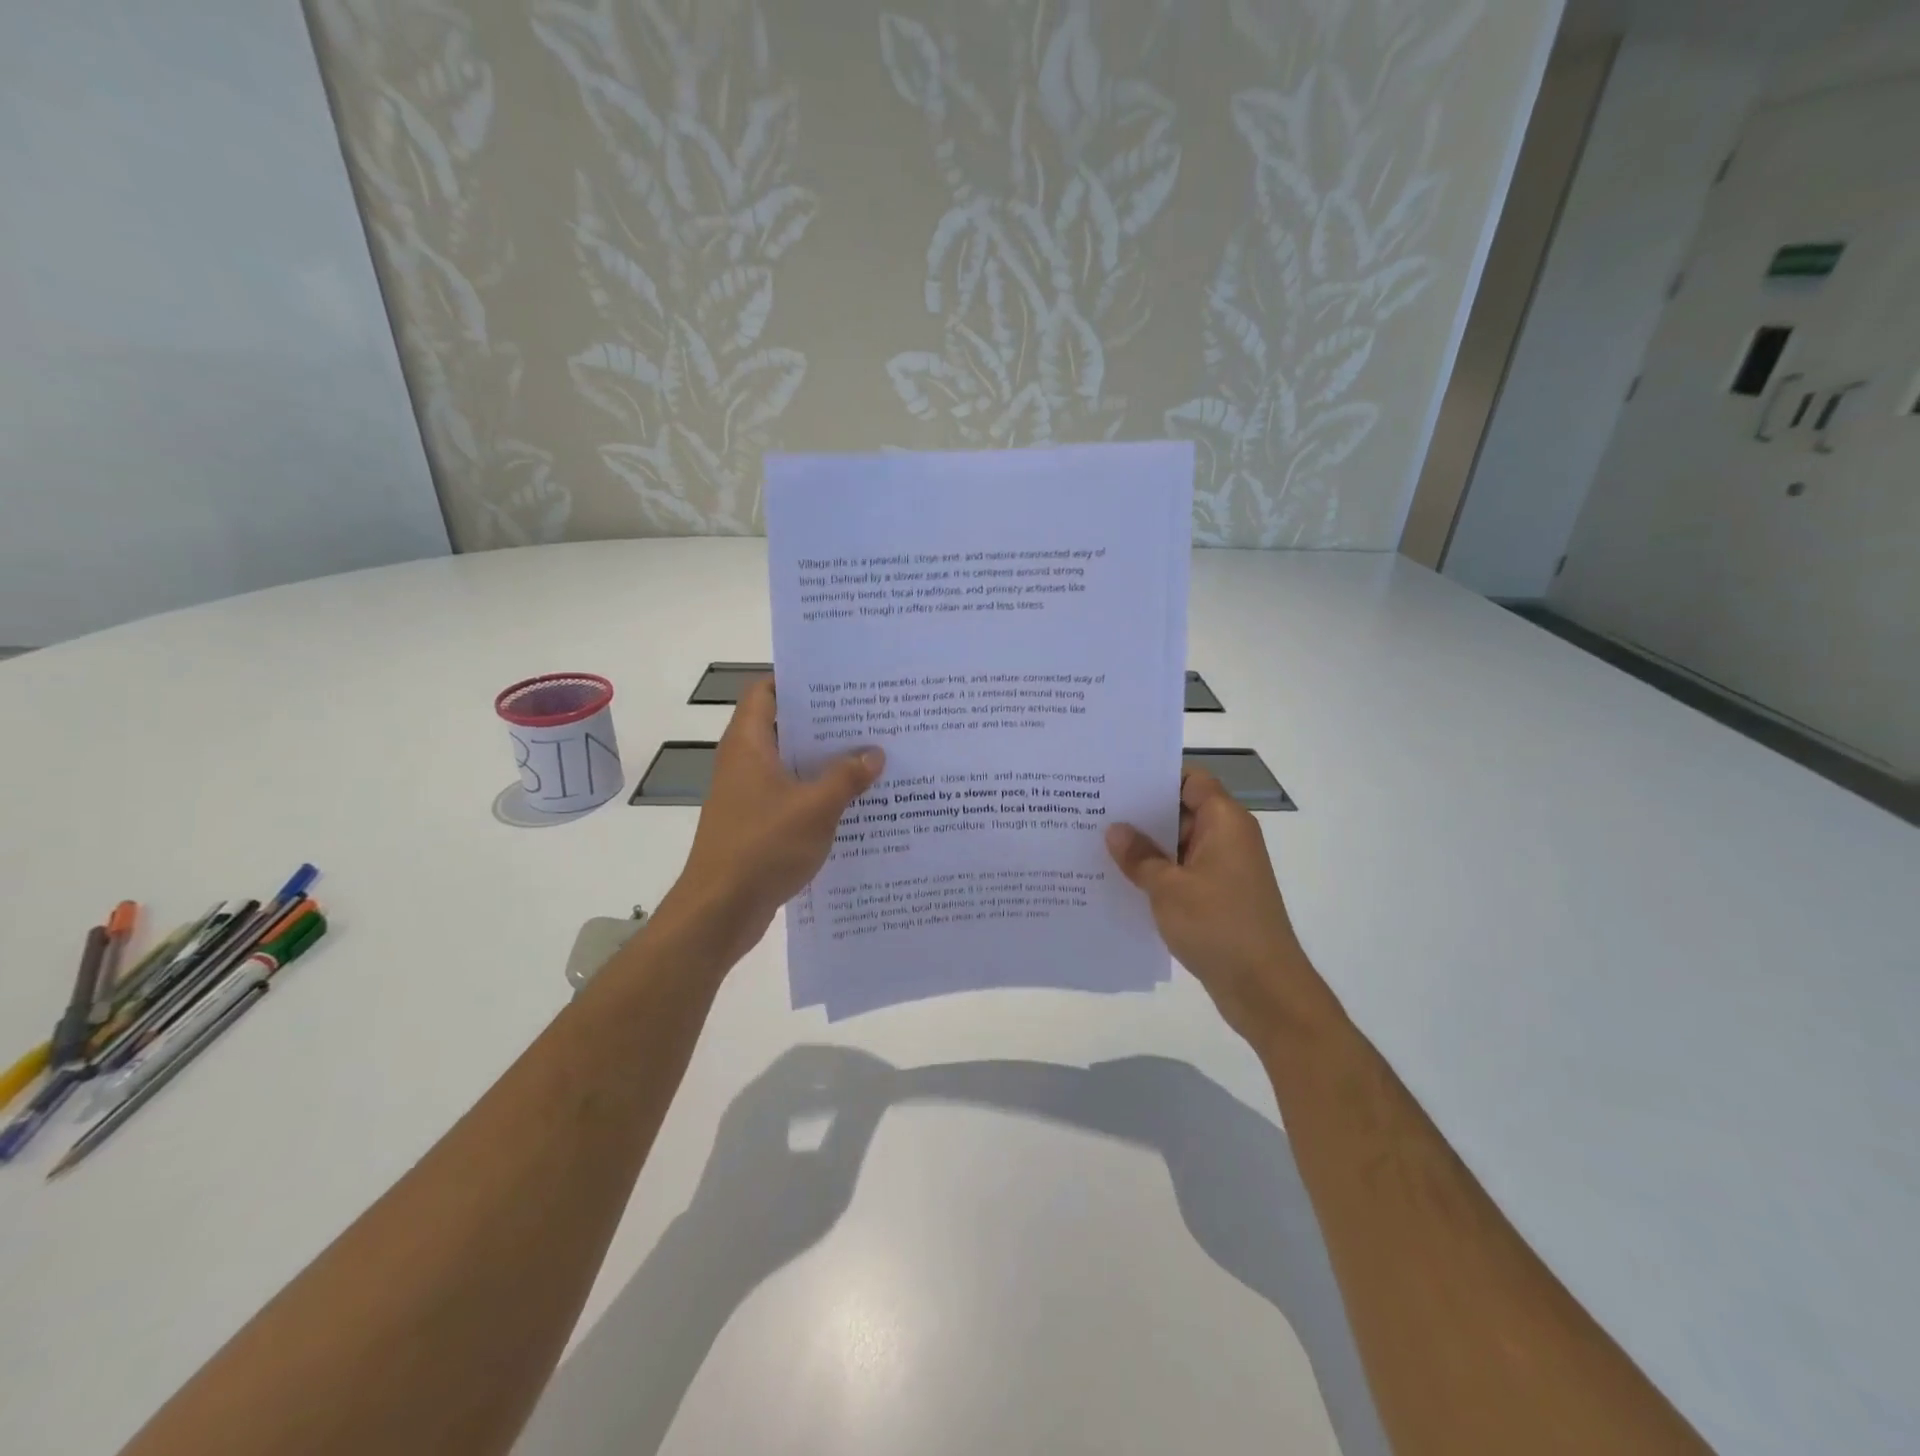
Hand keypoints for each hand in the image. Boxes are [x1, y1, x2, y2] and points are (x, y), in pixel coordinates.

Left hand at [660, 679, 882, 961]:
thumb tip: (875, 753)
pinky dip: (819, 794)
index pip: (766, 691)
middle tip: (870, 717)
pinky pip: (792, 796)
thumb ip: (847, 776)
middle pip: (785, 727)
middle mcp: (745, 762)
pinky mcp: (757, 824)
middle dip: (826, 723)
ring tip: (873, 755)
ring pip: (792, 765)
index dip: (798, 680)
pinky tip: (855, 802)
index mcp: (749, 744)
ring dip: (826, 762)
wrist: (719, 910)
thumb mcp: (815, 808)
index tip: (839, 680)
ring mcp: (749, 795)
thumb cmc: (762, 847)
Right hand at [1105, 769, 1336, 1047]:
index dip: (1156, 775)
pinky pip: (1183, 872)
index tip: (1116, 778)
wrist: (1265, 990)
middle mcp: (1228, 838)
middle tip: (1094, 809)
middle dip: (1141, 812)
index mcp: (1225, 822)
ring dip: (1146, 846)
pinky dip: (1158, 872)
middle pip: (1182, 809)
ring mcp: (1225, 869)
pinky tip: (1121, 880)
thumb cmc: (1219, 926)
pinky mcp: (1219, 896)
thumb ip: (1139, 856)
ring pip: (1179, 844)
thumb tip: (1115, 830)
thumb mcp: (1168, 889)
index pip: (1190, 779)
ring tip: (1098, 843)